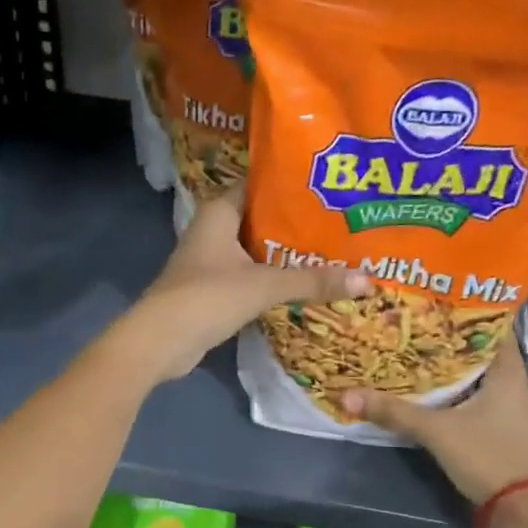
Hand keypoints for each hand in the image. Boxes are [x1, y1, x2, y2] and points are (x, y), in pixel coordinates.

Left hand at [110, 189, 370, 382]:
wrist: (159, 343)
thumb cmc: (205, 298)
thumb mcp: (262, 285)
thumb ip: (312, 281)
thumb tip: (368, 280)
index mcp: (219, 211)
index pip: (260, 184)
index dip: (293, 184)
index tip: (332, 186)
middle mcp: (214, 230)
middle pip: (263, 219)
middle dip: (299, 223)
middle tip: (344, 221)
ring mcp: (212, 261)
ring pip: (258, 250)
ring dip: (288, 254)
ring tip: (335, 251)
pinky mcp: (214, 290)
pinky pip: (252, 276)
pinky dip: (275, 279)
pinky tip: (306, 284)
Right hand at [342, 324, 527, 503]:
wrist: (520, 509)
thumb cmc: (487, 456)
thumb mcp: (436, 431)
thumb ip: (393, 412)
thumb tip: (346, 395)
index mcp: (509, 372)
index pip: (491, 326)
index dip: (463, 311)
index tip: (431, 300)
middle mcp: (513, 383)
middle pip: (478, 350)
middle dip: (447, 338)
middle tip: (411, 323)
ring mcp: (508, 407)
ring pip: (475, 375)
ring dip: (449, 365)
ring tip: (412, 350)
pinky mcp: (499, 426)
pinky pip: (474, 395)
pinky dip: (453, 389)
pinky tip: (427, 388)